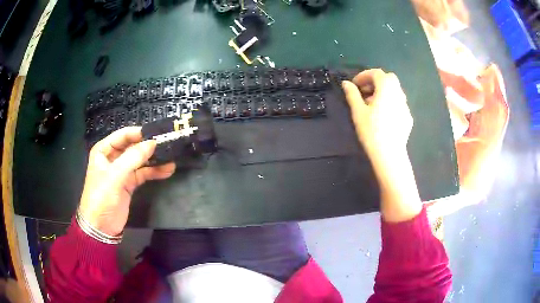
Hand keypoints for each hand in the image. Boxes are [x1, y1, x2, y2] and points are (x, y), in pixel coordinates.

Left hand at [78, 127, 175, 235]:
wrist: (101, 227)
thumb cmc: (101, 197)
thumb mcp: (115, 176)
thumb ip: (133, 158)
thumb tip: (153, 143)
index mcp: (104, 151)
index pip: (123, 136)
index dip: (139, 134)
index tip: (157, 134)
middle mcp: (113, 158)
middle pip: (133, 147)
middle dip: (149, 146)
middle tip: (167, 144)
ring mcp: (122, 171)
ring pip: (140, 160)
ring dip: (154, 159)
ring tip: (171, 157)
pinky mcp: (129, 183)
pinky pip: (143, 173)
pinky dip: (154, 172)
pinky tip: (167, 170)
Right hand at [342, 69, 420, 222]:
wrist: (389, 154)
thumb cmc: (371, 131)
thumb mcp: (358, 111)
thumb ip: (352, 94)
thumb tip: (346, 83)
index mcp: (386, 88)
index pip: (376, 73)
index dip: (364, 75)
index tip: (354, 85)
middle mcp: (399, 93)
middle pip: (388, 78)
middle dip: (375, 81)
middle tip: (364, 92)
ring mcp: (405, 105)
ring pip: (395, 91)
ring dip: (383, 91)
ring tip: (372, 105)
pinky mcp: (408, 117)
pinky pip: (398, 103)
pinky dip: (390, 102)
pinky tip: (383, 116)